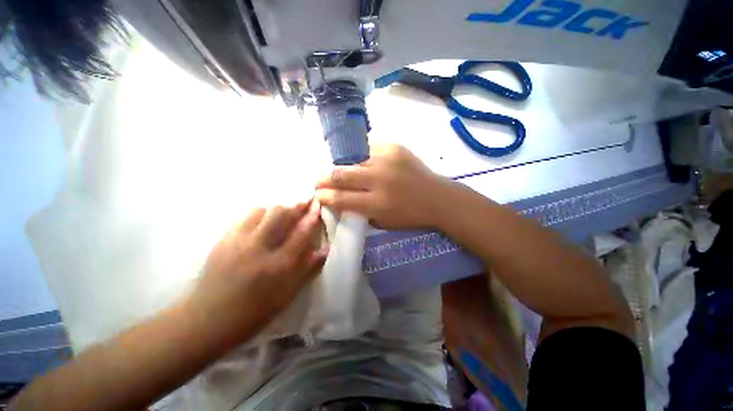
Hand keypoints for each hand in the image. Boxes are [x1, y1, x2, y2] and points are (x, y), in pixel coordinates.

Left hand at [188, 200, 327, 344]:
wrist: (206, 320)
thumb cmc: (253, 312)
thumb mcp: (286, 295)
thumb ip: (307, 270)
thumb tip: (324, 250)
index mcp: (277, 266)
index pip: (300, 234)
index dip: (311, 217)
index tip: (317, 205)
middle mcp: (258, 248)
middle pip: (279, 214)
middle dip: (294, 206)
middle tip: (303, 204)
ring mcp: (237, 242)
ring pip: (260, 211)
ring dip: (275, 209)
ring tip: (283, 213)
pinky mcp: (223, 240)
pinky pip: (243, 217)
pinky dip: (258, 213)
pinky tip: (262, 221)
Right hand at [315, 144, 451, 229]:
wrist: (437, 197)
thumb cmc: (410, 215)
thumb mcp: (383, 221)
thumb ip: (359, 210)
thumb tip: (337, 199)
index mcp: (377, 203)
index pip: (340, 198)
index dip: (324, 196)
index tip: (318, 194)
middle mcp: (379, 179)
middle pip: (341, 174)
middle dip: (324, 177)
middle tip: (319, 179)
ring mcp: (387, 159)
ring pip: (352, 158)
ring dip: (341, 164)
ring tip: (339, 168)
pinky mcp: (394, 146)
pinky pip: (368, 146)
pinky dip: (360, 153)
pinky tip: (360, 158)